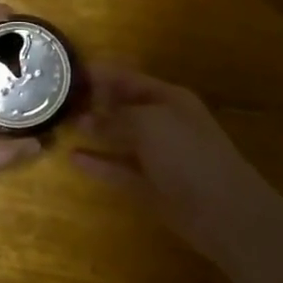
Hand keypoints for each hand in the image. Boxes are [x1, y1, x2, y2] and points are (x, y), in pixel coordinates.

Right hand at [71, 67, 281, 261]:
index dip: (103, 74)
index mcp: (170, 99)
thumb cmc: (187, 154)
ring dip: (95, 132)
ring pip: (121, 138)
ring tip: (63, 124)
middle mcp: (164, 123)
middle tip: (59, 99)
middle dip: (97, 102)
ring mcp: (158, 156)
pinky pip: (119, 169)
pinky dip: (98, 163)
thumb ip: (116, 118)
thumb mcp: (149, 123)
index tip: (71, 72)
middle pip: (126, 107)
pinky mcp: (150, 186)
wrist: (223, 210)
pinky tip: (72, 157)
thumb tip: (87, 118)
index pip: (131, 79)